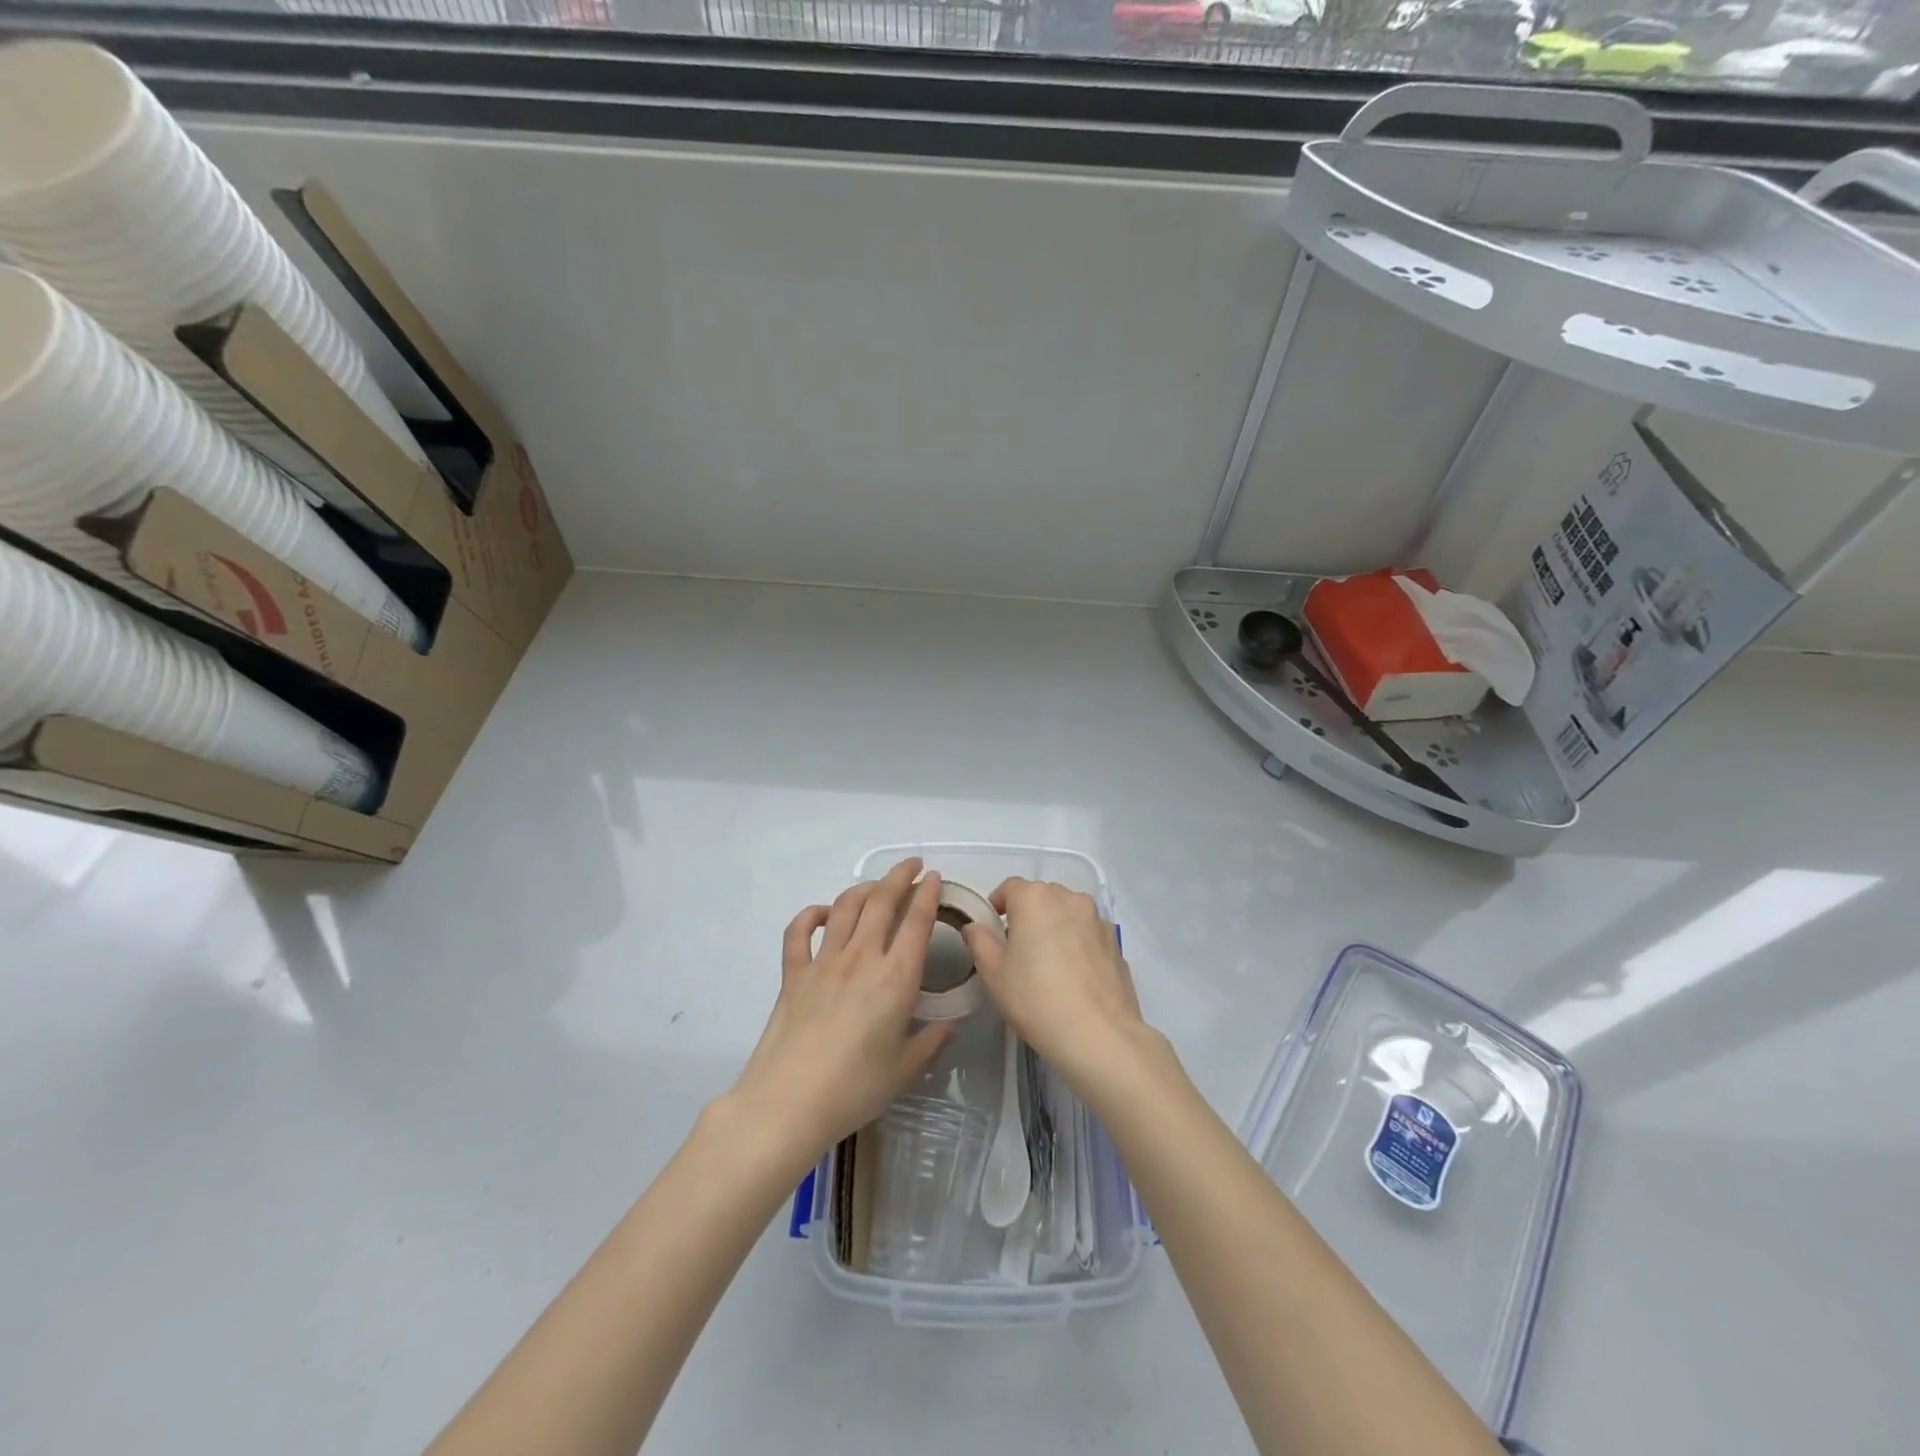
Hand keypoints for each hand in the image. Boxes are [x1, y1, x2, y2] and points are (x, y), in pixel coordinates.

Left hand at [726, 859, 953, 1158]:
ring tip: (877, 886)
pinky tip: (823, 913)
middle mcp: (861, 958)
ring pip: (845, 907)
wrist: (787, 1103)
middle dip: (899, 876)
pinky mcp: (793, 973)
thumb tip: (952, 1024)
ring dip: (864, 888)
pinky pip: (799, 931)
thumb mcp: (905, 1069)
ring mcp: (823, 962)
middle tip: (912, 866)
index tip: (934, 878)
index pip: (917, 922)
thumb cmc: (854, 1089)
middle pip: (881, 901)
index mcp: (895, 978)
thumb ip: (932, 1041)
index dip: (928, 894)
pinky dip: (811, 914)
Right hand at [963, 877, 1150, 1084]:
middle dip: (1027, 914)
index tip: (992, 930)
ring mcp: (1097, 918)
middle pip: (1041, 896)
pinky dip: (1077, 943)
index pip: (1009, 887)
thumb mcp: (993, 973)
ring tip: (1048, 962)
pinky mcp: (1115, 942)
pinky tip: (1073, 975)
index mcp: (1035, 898)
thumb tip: (976, 927)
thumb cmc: (1035, 999)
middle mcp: (1068, 898)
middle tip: (1018, 948)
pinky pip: (1087, 933)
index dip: (997, 905)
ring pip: (1067, 912)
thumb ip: (980, 942)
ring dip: (1055, 926)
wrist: (1098, 1034)